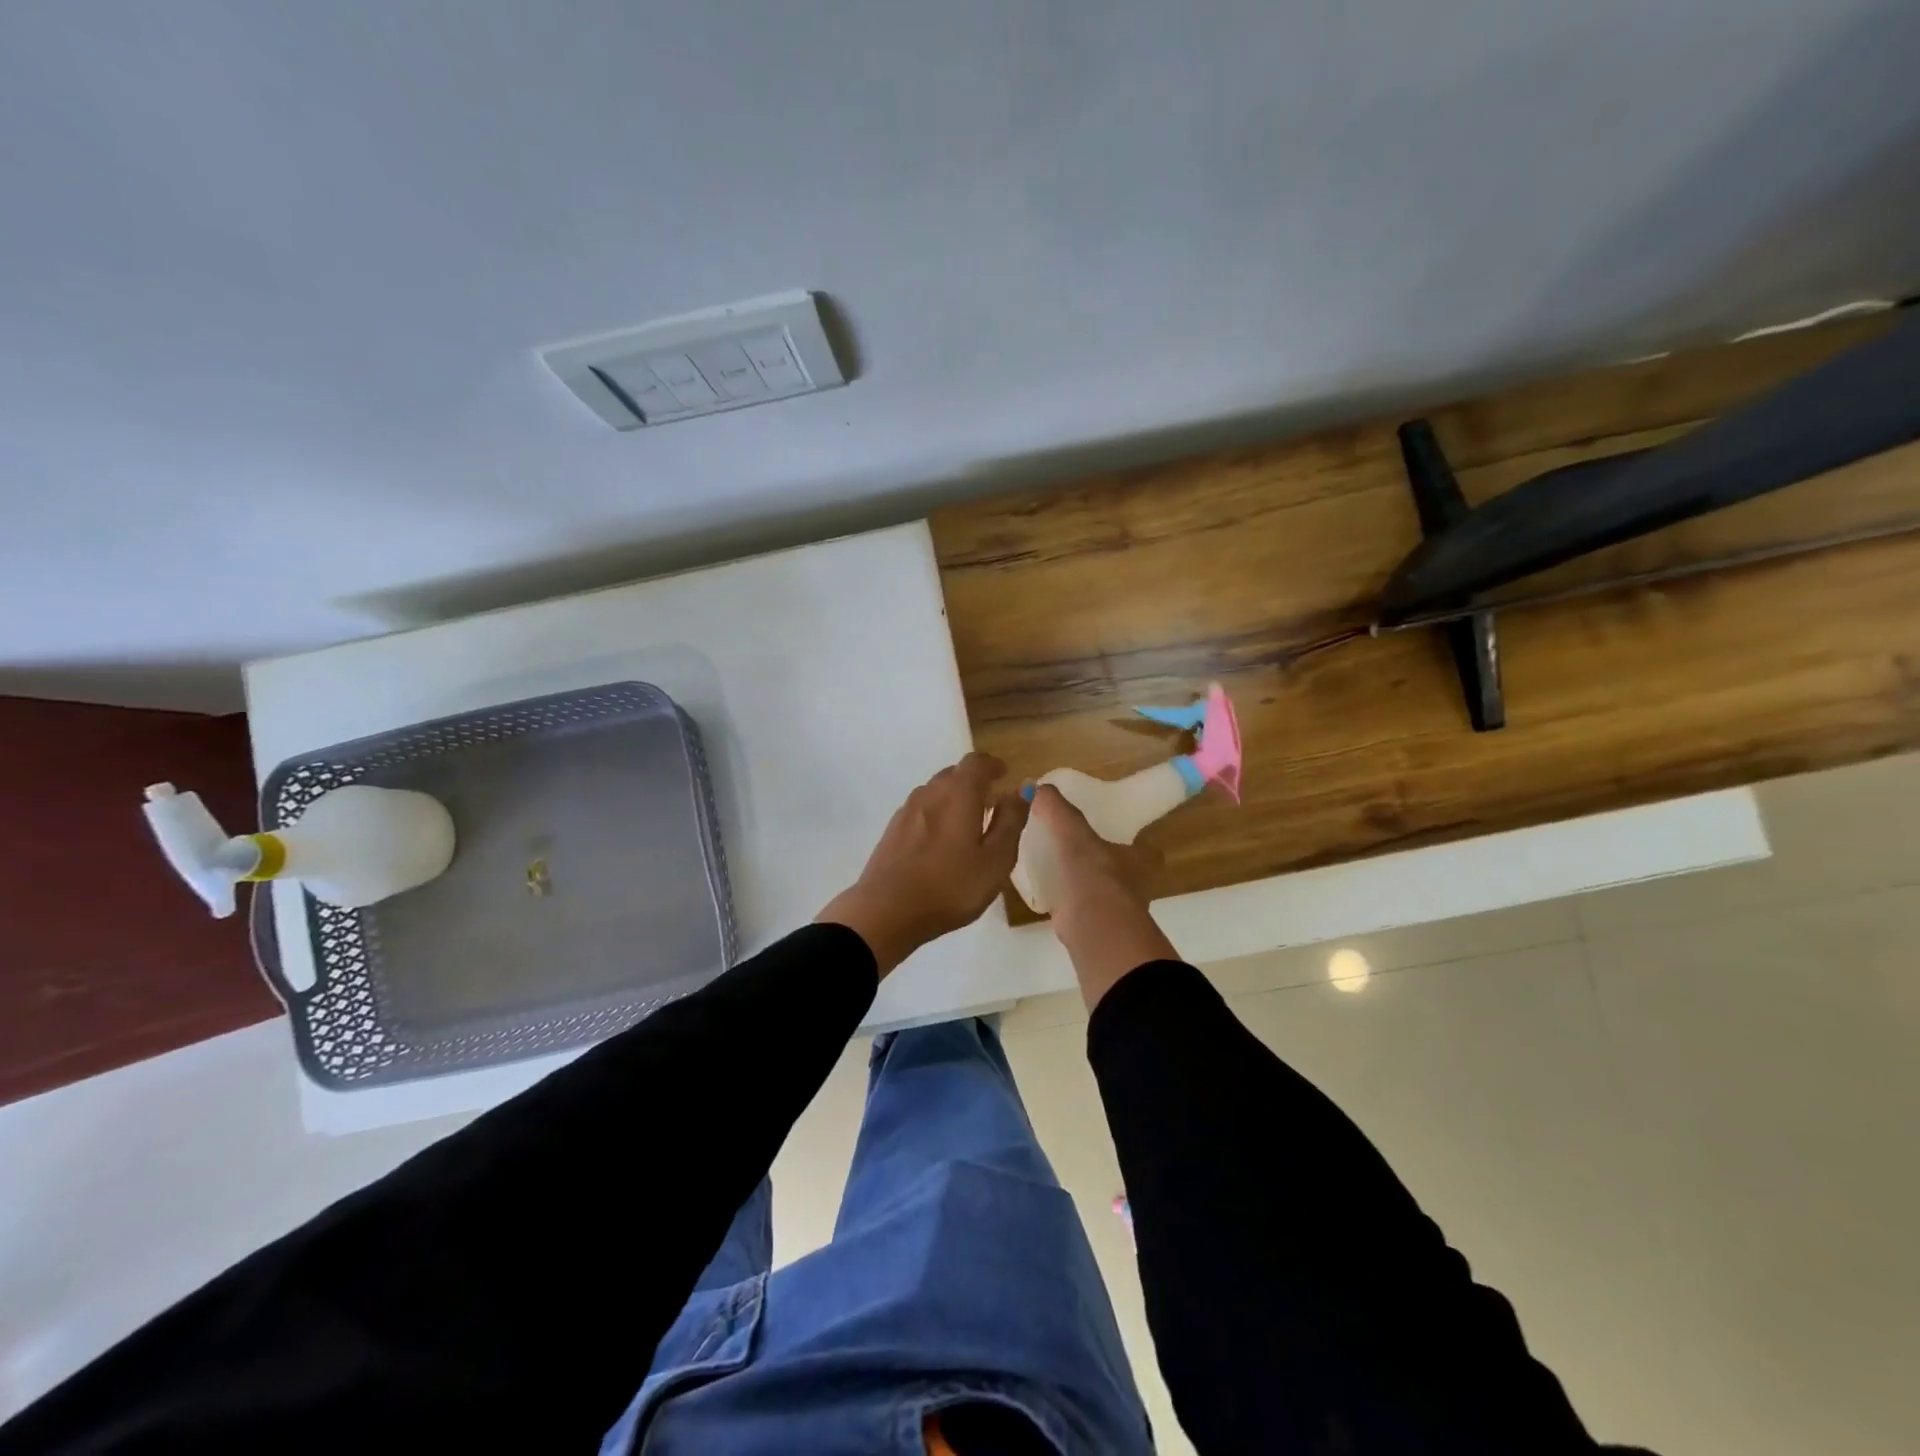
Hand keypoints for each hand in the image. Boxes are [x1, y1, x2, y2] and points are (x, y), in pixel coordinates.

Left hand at [817, 753, 1030, 977]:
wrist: (886, 911)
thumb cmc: (950, 886)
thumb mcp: (995, 860)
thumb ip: (1011, 821)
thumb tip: (1023, 788)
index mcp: (958, 793)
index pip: (977, 762)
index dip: (993, 765)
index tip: (1005, 777)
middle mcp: (930, 792)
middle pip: (954, 774)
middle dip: (975, 782)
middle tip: (992, 803)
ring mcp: (906, 811)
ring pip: (935, 792)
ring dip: (954, 798)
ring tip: (969, 824)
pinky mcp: (892, 831)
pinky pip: (921, 810)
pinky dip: (936, 814)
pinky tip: (941, 842)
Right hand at [1031, 785, 1178, 1008]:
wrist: (1094, 928)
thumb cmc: (1092, 873)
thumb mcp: (1072, 832)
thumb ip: (1056, 808)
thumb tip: (1036, 785)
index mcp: (1138, 859)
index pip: (1143, 848)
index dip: (1128, 840)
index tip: (1105, 833)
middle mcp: (1134, 885)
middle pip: (1120, 870)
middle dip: (1101, 863)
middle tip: (1072, 851)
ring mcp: (1116, 910)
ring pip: (1100, 890)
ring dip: (1083, 883)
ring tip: (1055, 870)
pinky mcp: (1095, 929)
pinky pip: (1080, 909)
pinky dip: (1067, 903)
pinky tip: (1048, 895)